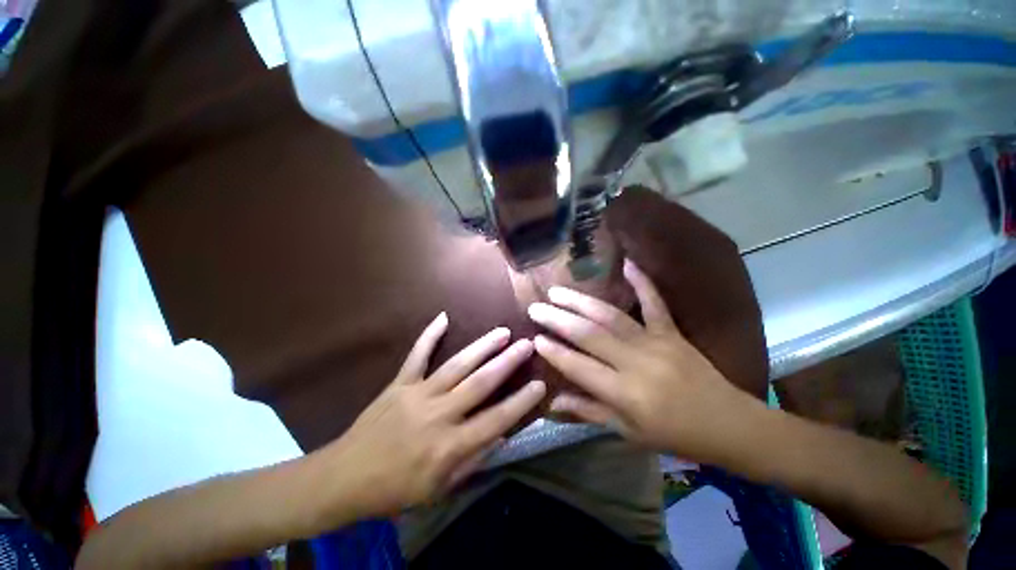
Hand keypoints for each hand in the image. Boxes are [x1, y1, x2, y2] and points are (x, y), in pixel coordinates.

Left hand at [327, 313, 544, 516]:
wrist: (344, 477)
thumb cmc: (395, 489)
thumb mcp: (439, 489)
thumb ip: (473, 460)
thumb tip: (501, 434)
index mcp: (449, 446)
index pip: (496, 420)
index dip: (520, 402)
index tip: (540, 384)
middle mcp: (438, 414)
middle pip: (480, 383)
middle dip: (507, 362)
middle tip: (526, 344)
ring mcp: (417, 394)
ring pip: (457, 364)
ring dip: (482, 347)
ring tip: (502, 332)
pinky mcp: (399, 383)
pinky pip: (417, 354)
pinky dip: (430, 335)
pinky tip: (443, 317)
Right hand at [527, 259, 759, 461]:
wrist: (730, 425)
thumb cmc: (675, 435)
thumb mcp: (628, 432)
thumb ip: (588, 411)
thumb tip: (551, 401)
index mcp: (625, 393)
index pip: (579, 367)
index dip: (554, 352)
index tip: (534, 338)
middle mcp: (636, 363)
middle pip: (589, 335)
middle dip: (558, 319)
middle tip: (536, 308)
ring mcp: (656, 342)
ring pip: (610, 316)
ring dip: (581, 301)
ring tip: (557, 291)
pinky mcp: (672, 332)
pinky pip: (655, 303)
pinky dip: (642, 281)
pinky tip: (627, 263)